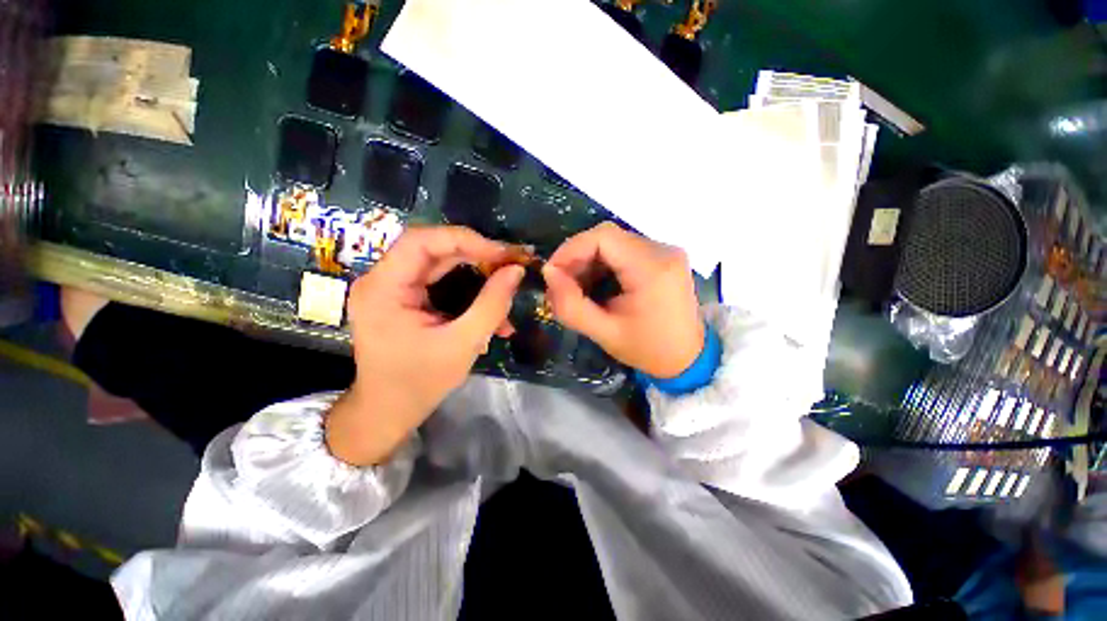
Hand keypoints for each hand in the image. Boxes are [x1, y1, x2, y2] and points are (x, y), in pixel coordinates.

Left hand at [326, 226, 524, 466]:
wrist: (389, 411)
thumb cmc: (420, 382)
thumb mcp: (463, 344)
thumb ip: (492, 305)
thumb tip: (516, 270)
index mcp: (384, 288)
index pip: (422, 241)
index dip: (466, 240)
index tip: (503, 254)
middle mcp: (382, 279)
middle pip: (434, 249)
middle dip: (478, 256)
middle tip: (512, 265)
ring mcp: (392, 287)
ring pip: (441, 265)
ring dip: (478, 274)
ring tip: (507, 287)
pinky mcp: (405, 297)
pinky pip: (441, 282)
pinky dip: (469, 291)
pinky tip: (491, 310)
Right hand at [543, 222, 702, 378]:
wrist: (688, 358)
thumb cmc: (648, 350)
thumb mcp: (604, 333)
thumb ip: (571, 305)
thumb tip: (549, 273)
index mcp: (652, 269)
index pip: (603, 236)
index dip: (571, 249)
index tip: (552, 273)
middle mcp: (663, 250)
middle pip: (607, 237)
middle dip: (577, 257)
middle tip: (561, 285)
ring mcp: (666, 251)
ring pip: (614, 242)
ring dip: (589, 261)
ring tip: (576, 288)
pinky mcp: (663, 257)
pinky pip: (624, 250)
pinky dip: (603, 264)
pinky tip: (595, 284)